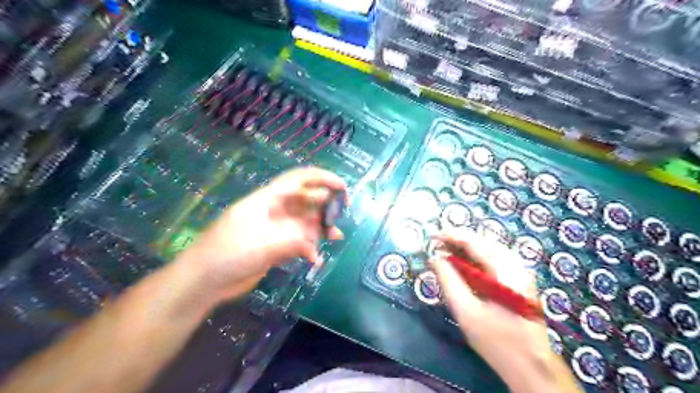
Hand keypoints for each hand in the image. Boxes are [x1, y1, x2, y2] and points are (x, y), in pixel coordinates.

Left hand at [178, 167, 346, 301]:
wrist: (203, 281)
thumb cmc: (226, 255)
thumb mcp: (260, 247)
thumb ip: (290, 243)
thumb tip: (315, 245)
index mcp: (268, 200)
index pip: (298, 180)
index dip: (321, 178)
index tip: (342, 187)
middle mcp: (275, 211)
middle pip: (306, 200)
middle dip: (326, 205)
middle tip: (341, 216)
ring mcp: (277, 229)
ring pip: (305, 222)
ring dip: (321, 227)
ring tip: (336, 237)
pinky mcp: (277, 246)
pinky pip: (300, 242)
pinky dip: (310, 248)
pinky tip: (315, 259)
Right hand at [430, 230, 583, 391]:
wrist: (532, 367)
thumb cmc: (497, 341)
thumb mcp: (466, 311)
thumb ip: (448, 281)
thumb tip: (434, 258)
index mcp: (506, 271)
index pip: (475, 242)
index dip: (451, 235)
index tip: (432, 235)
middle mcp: (516, 265)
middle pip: (483, 242)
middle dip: (458, 241)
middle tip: (437, 245)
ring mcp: (521, 273)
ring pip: (489, 250)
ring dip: (467, 248)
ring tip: (446, 251)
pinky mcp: (520, 281)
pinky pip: (495, 260)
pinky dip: (476, 258)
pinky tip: (465, 264)